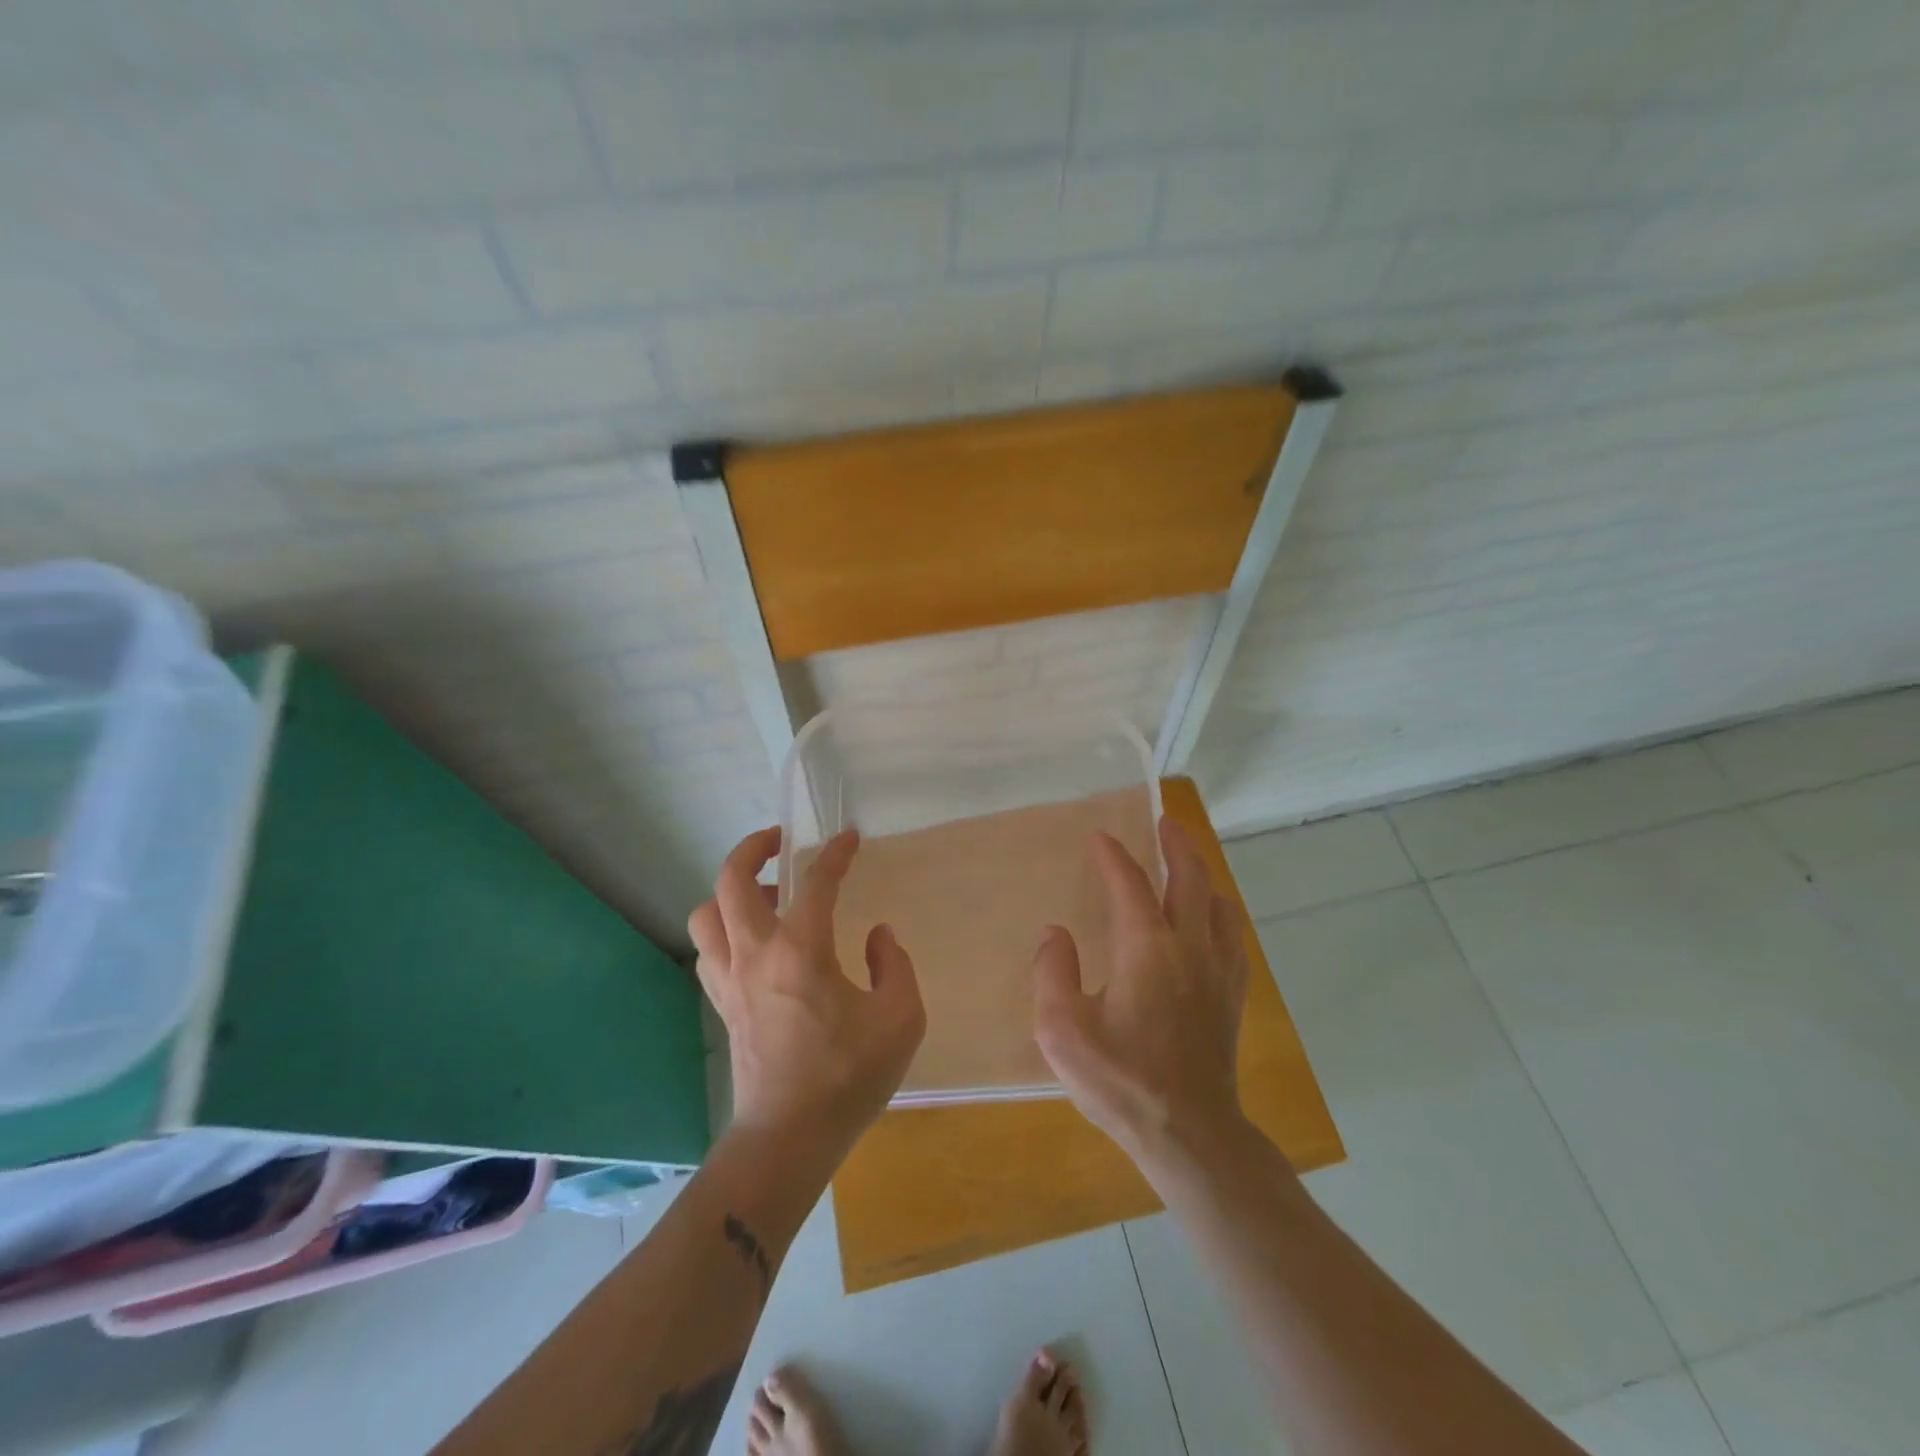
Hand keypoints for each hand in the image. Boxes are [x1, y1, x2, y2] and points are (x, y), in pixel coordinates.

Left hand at [690, 828, 925, 1162]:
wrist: (789, 1137)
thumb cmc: (848, 1076)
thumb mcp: (900, 1019)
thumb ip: (894, 967)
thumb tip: (878, 936)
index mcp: (801, 951)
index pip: (816, 882)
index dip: (835, 853)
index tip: (849, 839)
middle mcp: (755, 954)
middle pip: (731, 880)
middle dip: (753, 847)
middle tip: (780, 841)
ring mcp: (730, 980)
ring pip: (706, 914)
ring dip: (729, 891)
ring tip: (764, 895)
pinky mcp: (722, 1005)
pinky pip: (708, 950)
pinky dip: (724, 930)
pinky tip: (754, 942)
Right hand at [1032, 817, 1250, 1159]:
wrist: (1189, 1134)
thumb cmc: (1121, 1080)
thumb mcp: (1062, 1030)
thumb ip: (1053, 973)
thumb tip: (1055, 934)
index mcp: (1146, 947)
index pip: (1130, 884)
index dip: (1113, 856)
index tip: (1099, 838)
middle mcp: (1189, 946)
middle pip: (1190, 878)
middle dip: (1176, 845)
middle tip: (1164, 822)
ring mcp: (1218, 971)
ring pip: (1218, 905)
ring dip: (1202, 876)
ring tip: (1187, 867)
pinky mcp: (1232, 997)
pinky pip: (1231, 938)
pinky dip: (1219, 915)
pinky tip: (1210, 924)